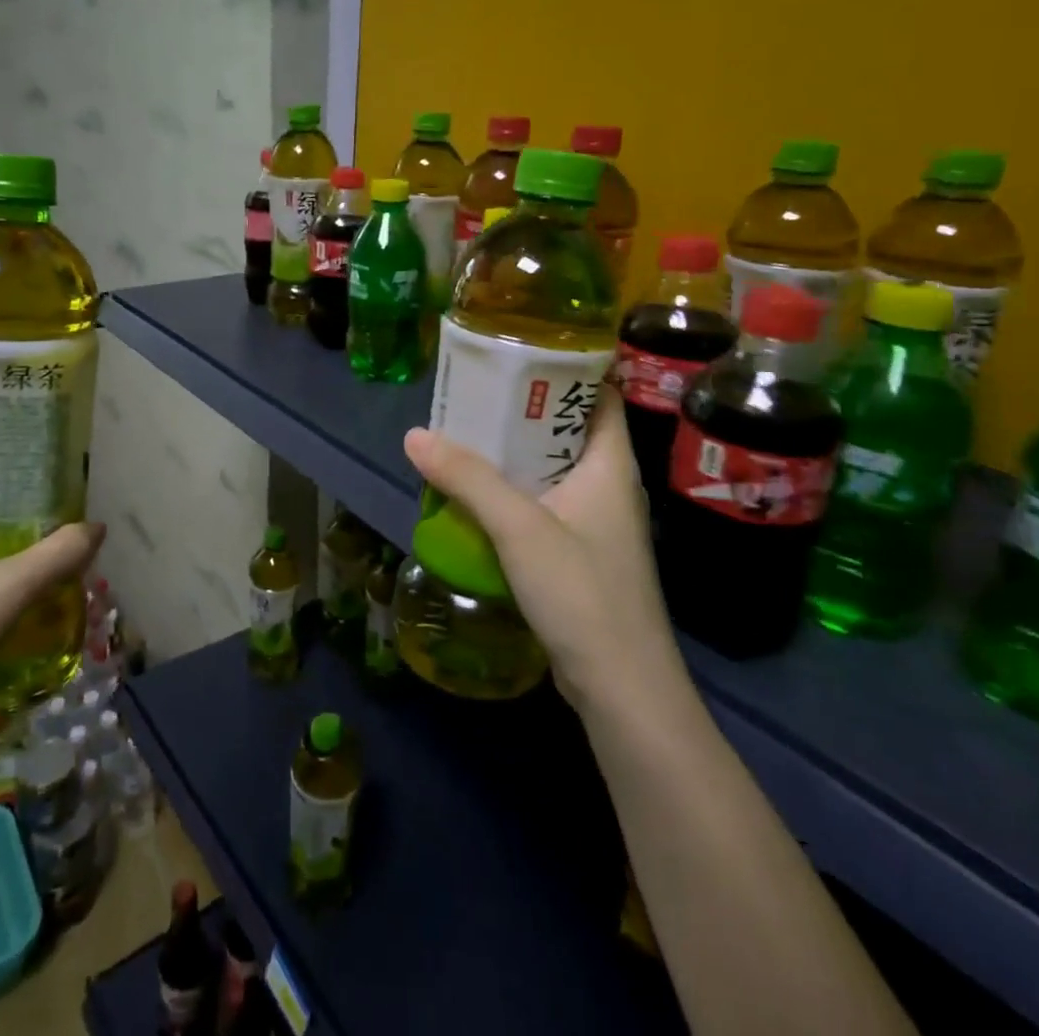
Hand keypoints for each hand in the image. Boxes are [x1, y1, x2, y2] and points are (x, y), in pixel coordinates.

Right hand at [403, 394, 682, 709]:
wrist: (623, 688)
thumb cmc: (583, 593)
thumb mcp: (520, 528)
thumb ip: (468, 479)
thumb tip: (415, 435)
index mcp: (610, 463)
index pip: (600, 394)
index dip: (567, 366)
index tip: (519, 349)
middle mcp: (608, 484)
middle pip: (567, 428)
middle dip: (523, 407)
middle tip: (475, 389)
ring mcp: (596, 521)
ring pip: (552, 467)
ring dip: (514, 451)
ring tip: (466, 431)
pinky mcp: (580, 552)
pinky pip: (544, 502)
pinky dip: (513, 488)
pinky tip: (476, 491)